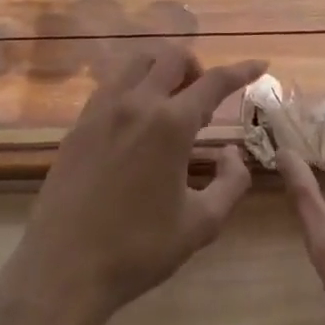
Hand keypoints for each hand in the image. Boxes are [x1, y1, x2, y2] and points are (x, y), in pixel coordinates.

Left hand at [0, 44, 265, 324]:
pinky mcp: (78, 124)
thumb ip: (231, 183)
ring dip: (161, 70)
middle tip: (204, 101)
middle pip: (171, 57)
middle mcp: (135, 103)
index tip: (260, 63)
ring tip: (170, 106)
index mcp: (170, 124)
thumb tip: (233, 153)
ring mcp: (101, 110)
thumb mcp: (201, 224)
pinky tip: (136, 121)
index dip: (242, 69)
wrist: (64, 267)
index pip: (215, 81)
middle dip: (197, 67)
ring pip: (136, 63)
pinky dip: (133, 87)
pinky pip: (111, 86)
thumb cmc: (139, 249)